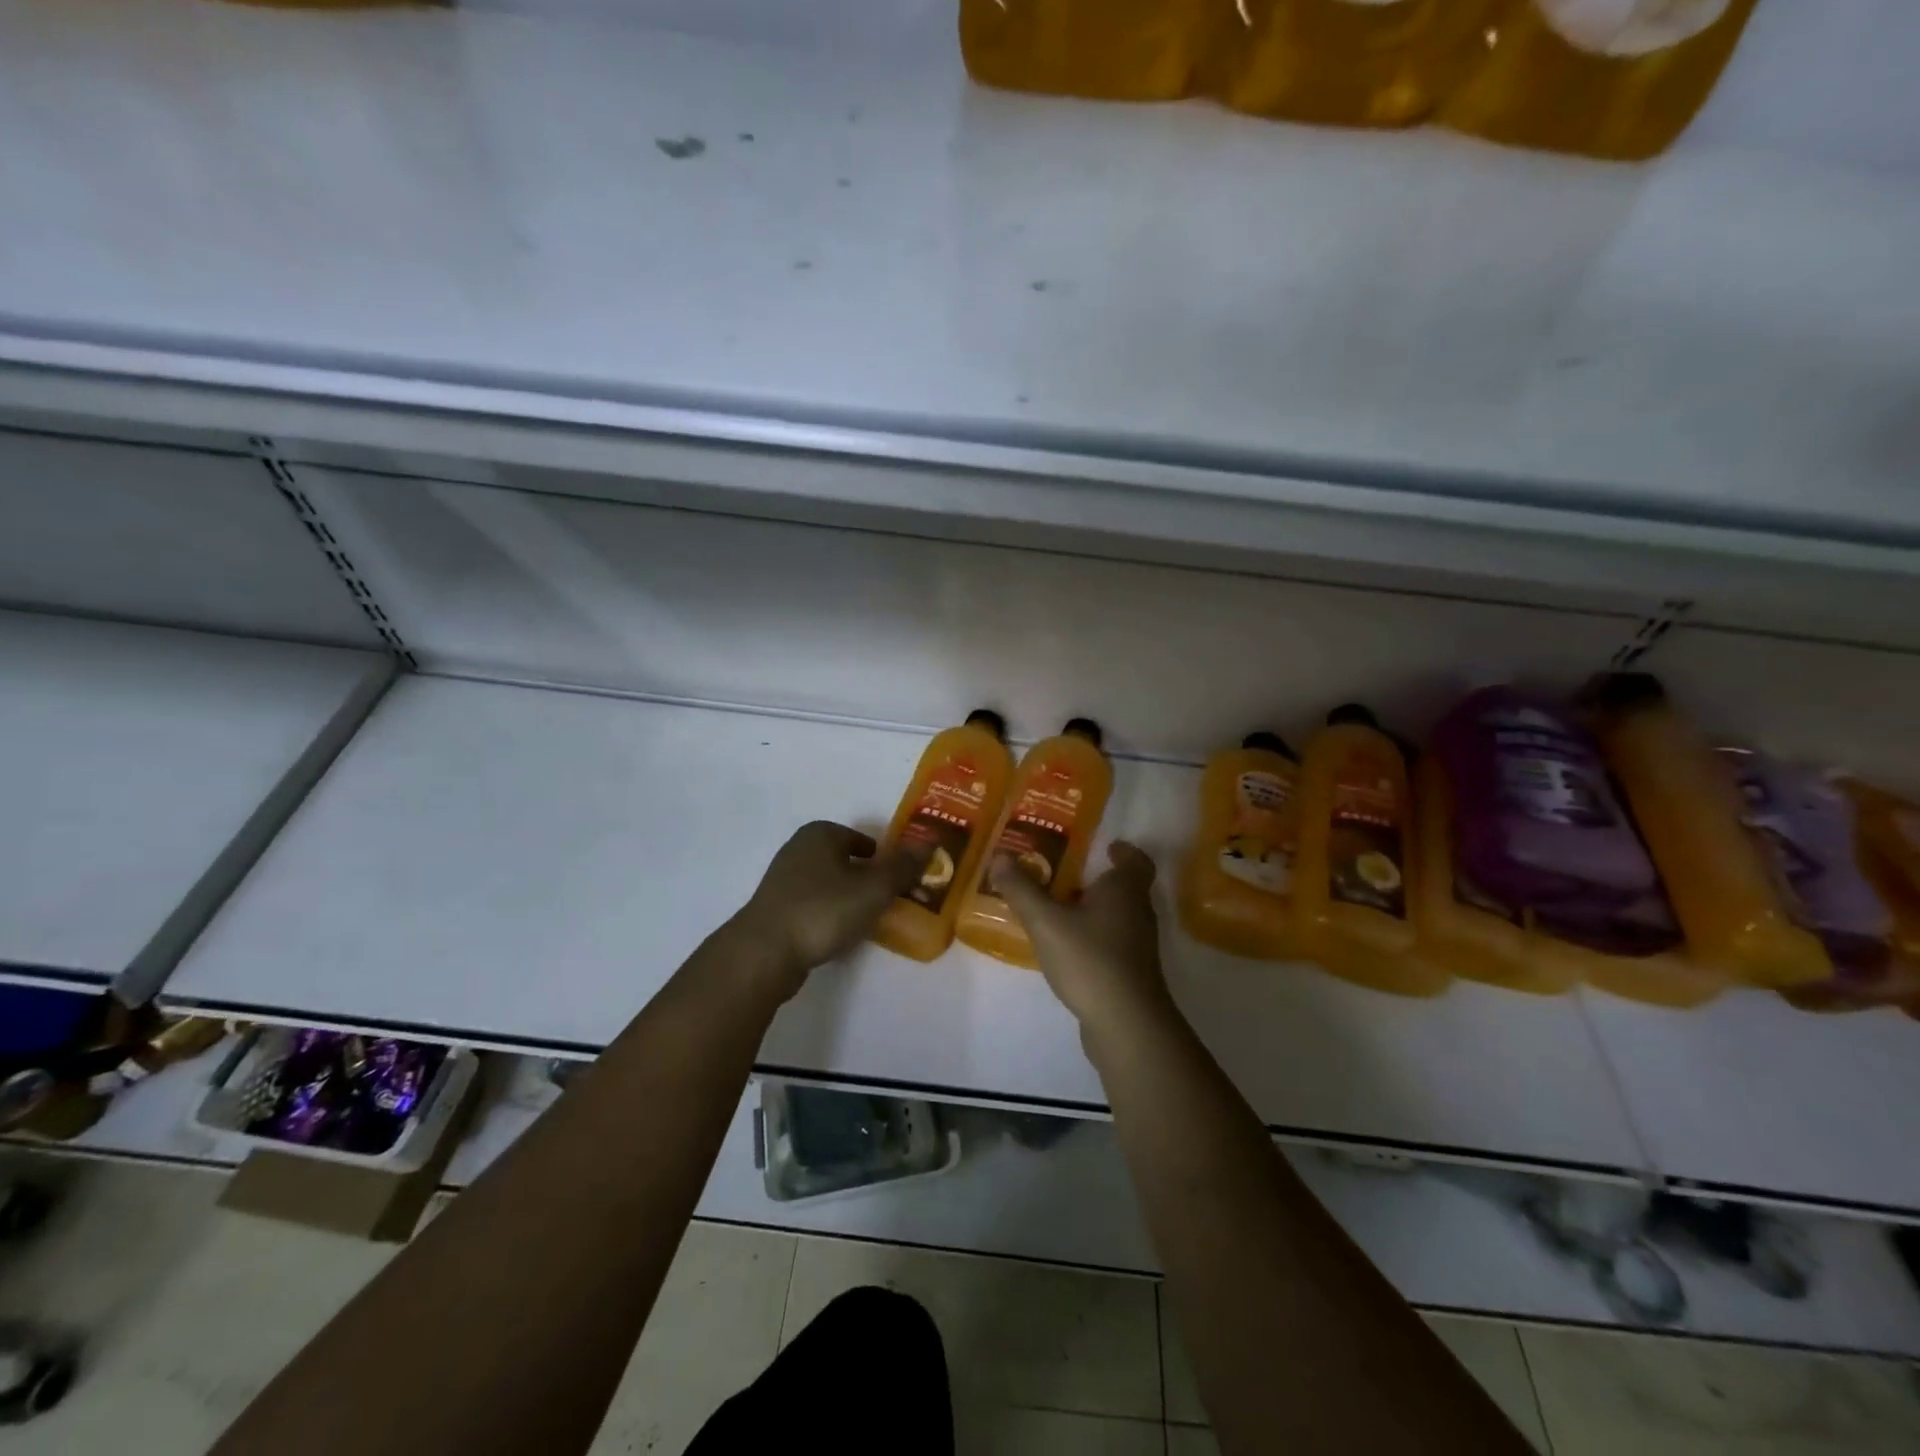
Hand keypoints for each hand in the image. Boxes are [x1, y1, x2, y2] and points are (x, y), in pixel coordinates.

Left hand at [727, 821, 926, 1000]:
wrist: (765, 952)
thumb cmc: (823, 910)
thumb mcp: (874, 888)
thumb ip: (903, 866)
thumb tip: (929, 842)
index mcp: (820, 833)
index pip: (862, 839)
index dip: (884, 858)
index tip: (899, 881)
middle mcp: (798, 849)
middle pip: (844, 860)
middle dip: (867, 878)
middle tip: (889, 901)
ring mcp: (782, 880)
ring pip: (828, 884)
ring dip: (848, 898)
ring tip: (868, 921)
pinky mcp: (774, 909)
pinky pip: (812, 905)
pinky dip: (828, 915)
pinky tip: (839, 935)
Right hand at [991, 842, 1174, 1034]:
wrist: (1127, 1025)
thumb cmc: (1090, 960)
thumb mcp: (1047, 922)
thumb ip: (1023, 890)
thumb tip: (1000, 856)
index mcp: (1125, 890)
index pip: (1136, 860)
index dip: (1123, 851)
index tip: (1106, 847)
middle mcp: (1138, 912)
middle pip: (1125, 887)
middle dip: (1098, 879)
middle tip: (1065, 873)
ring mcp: (1138, 945)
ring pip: (1118, 916)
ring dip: (1094, 909)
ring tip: (1059, 908)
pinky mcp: (1132, 973)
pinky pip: (1112, 942)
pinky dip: (1093, 936)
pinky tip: (1067, 947)